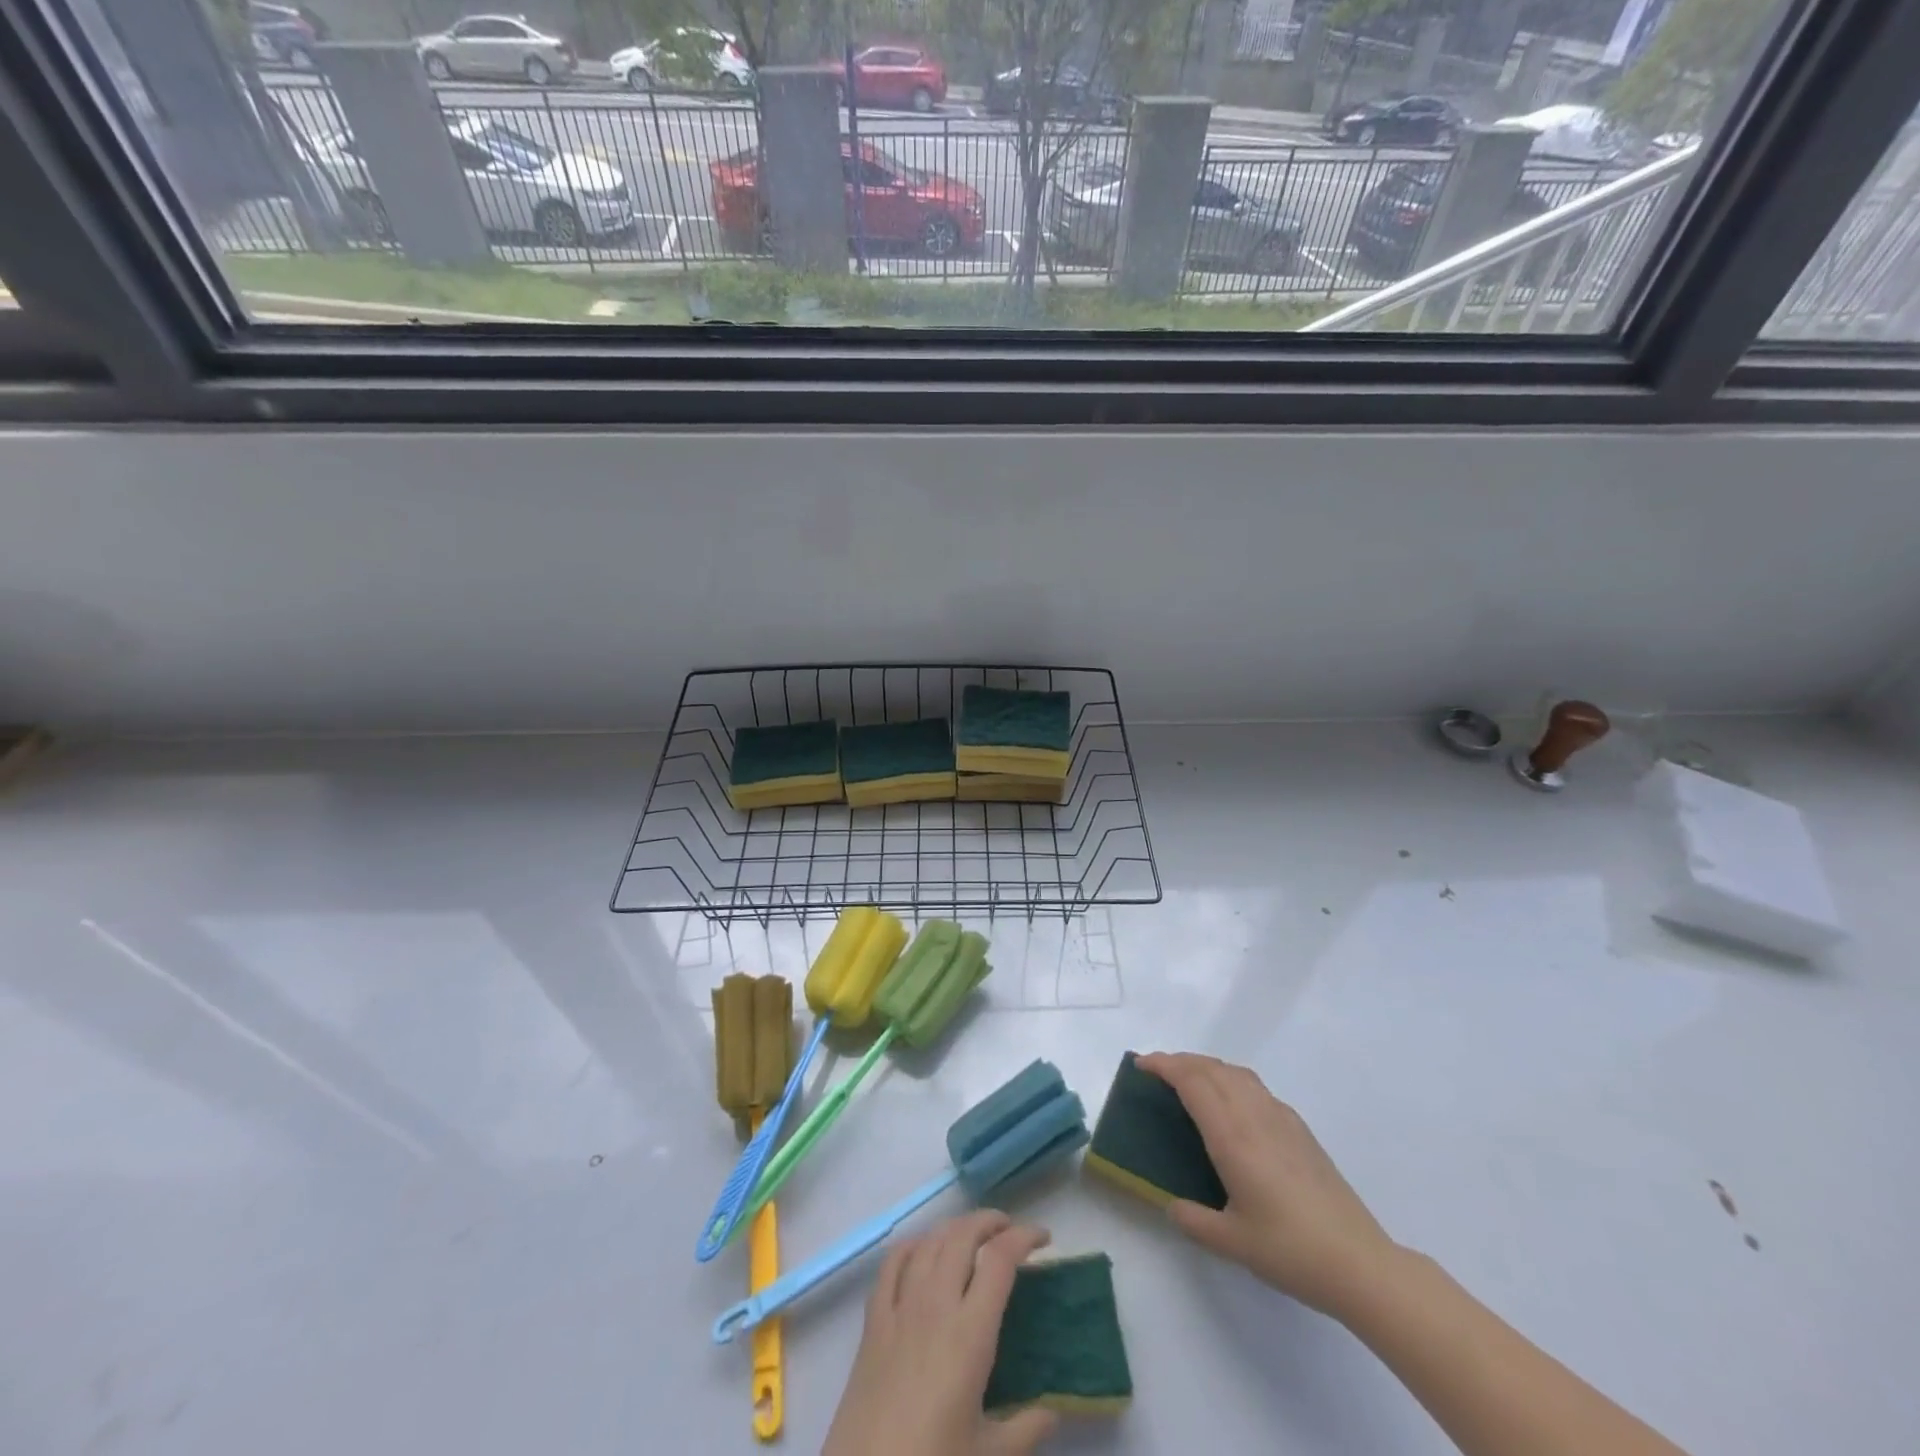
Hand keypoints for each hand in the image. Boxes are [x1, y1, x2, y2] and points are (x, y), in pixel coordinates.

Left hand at [823, 1211, 1058, 1455]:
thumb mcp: (989, 1455)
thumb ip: (1026, 1429)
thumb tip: (1055, 1411)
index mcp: (970, 1333)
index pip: (1000, 1260)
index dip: (1023, 1237)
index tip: (1042, 1237)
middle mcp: (935, 1304)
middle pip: (962, 1235)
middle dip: (990, 1221)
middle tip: (1009, 1230)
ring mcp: (900, 1307)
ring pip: (930, 1241)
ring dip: (955, 1228)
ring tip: (973, 1236)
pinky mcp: (873, 1320)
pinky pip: (892, 1262)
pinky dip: (913, 1245)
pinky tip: (923, 1251)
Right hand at [1137, 1052, 1398, 1319]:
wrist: (1360, 1264)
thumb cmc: (1291, 1251)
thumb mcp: (1232, 1242)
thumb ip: (1193, 1220)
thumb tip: (1171, 1206)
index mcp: (1233, 1137)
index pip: (1193, 1082)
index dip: (1164, 1066)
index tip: (1141, 1064)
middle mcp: (1255, 1116)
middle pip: (1212, 1069)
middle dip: (1180, 1061)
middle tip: (1156, 1070)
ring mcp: (1281, 1119)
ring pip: (1236, 1073)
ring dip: (1207, 1066)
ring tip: (1188, 1080)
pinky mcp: (1300, 1129)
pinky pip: (1256, 1087)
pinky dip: (1231, 1079)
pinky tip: (1231, 1104)